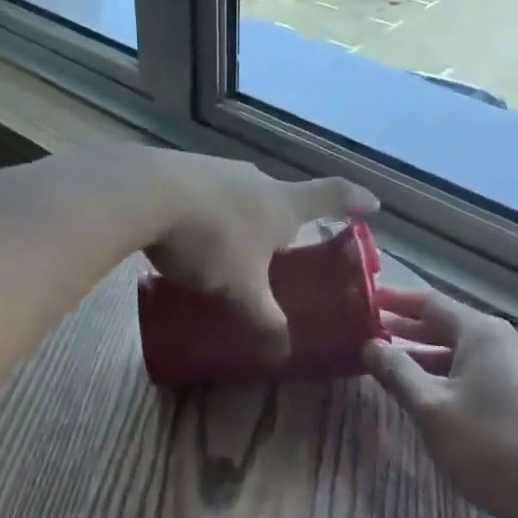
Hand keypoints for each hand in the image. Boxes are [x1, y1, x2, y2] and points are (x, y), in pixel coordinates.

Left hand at [142, 153, 376, 355]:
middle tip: (284, 246)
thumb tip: (283, 350)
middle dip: (287, 219)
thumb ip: (265, 318)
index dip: (355, 200)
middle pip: (283, 196)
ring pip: (243, 193)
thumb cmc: (210, 239)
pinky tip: (191, 232)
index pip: (332, 195)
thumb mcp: (241, 288)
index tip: (372, 203)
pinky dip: (211, 210)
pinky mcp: (184, 168)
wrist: (144, 193)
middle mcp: (256, 178)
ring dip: (244, 215)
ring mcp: (219, 167)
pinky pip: (209, 192)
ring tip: (232, 245)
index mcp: (282, 202)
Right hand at [364, 286, 517, 517]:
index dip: (396, 301)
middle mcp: (505, 342)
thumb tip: (369, 344)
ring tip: (393, 365)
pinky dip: (450, 376)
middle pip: (449, 325)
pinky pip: (481, 374)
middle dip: (409, 329)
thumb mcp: (432, 409)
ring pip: (464, 354)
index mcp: (483, 334)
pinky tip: (434, 397)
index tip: (365, 300)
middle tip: (370, 332)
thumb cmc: (492, 448)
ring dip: (427, 357)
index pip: (430, 303)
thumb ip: (397, 373)